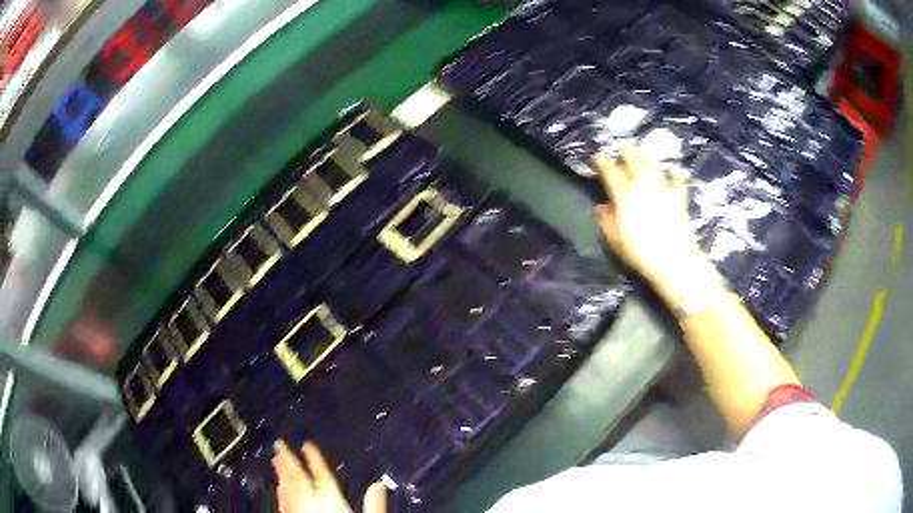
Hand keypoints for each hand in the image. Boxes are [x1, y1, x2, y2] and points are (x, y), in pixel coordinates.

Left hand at [272, 439, 386, 512]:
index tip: (306, 444)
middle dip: (288, 462)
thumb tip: (379, 484)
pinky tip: (279, 488)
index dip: (314, 460)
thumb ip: (374, 506)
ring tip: (276, 460)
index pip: (322, 478)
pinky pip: (283, 504)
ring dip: (281, 475)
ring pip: (287, 491)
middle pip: (298, 481)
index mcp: (332, 504)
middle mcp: (311, 506)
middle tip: (279, 444)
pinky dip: (281, 493)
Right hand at [593, 142, 716, 308]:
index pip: (610, 171)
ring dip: (646, 156)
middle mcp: (643, 185)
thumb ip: (606, 220)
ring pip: (653, 165)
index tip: (597, 155)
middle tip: (623, 146)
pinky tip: (676, 169)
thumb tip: (601, 207)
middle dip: (626, 151)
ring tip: (642, 150)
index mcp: (624, 194)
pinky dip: (676, 174)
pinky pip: (678, 182)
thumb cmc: (640, 251)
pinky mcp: (678, 198)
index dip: (602, 161)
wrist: (673, 259)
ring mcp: (663, 189)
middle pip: (633, 160)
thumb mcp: (615, 239)